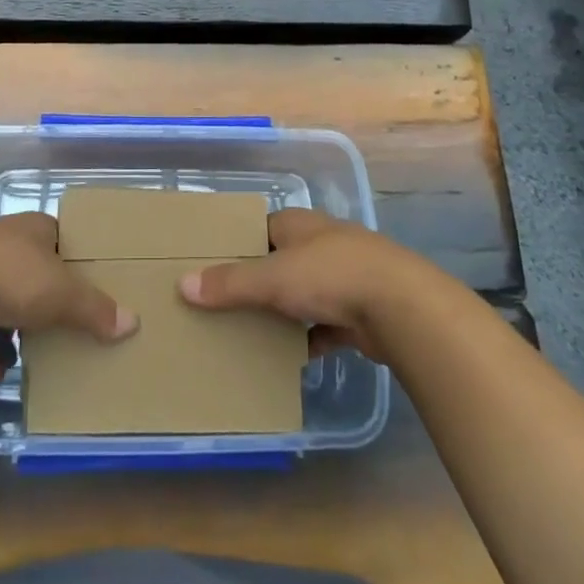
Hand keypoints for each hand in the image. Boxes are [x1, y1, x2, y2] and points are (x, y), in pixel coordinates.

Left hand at [0, 214, 136, 382]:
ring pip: (0, 302)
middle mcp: (1, 244)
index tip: (88, 281)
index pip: (58, 236)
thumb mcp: (63, 292)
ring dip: (12, 329)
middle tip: (64, 322)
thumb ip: (96, 309)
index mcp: (31, 228)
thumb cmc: (11, 277)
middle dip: (43, 298)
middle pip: (30, 271)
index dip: (73, 257)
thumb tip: (133, 323)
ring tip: (31, 353)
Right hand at [177, 208, 433, 363]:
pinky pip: (321, 327)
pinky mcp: (356, 312)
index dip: (234, 245)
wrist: (400, 307)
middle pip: (277, 263)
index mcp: (297, 224)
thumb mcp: (272, 277)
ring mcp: (341, 278)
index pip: (257, 229)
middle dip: (254, 284)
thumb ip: (230, 283)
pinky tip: (286, 359)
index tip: (207, 266)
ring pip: (300, 295)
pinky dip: (306, 340)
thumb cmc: (329, 275)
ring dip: (280, 314)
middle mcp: (318, 244)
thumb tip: (184, 284)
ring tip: (245, 334)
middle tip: (219, 306)